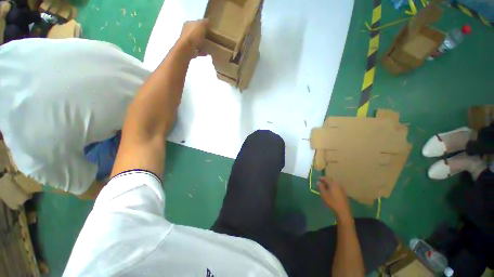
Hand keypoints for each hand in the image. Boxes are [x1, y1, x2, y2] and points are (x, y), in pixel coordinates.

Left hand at [178, 19, 208, 56]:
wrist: (187, 48)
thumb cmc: (194, 34)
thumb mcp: (201, 24)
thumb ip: (204, 22)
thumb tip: (207, 20)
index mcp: (188, 24)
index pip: (195, 23)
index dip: (202, 25)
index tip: (208, 29)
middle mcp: (186, 32)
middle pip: (195, 33)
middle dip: (202, 35)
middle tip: (209, 37)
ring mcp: (187, 42)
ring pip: (196, 42)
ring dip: (202, 44)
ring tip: (209, 46)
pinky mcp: (190, 51)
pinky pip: (198, 51)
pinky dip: (202, 52)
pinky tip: (207, 53)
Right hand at [317, 177, 351, 218]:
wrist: (343, 211)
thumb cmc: (331, 201)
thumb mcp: (323, 194)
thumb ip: (320, 187)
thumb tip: (318, 182)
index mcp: (333, 184)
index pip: (326, 178)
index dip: (321, 178)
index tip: (317, 178)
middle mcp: (338, 185)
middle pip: (331, 180)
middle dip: (325, 181)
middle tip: (321, 182)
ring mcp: (342, 189)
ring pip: (334, 184)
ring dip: (329, 184)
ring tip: (325, 187)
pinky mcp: (344, 193)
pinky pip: (337, 188)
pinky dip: (332, 188)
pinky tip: (330, 191)